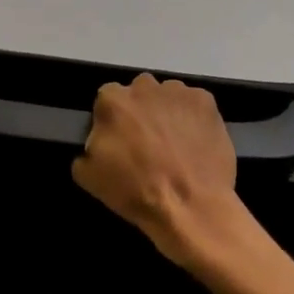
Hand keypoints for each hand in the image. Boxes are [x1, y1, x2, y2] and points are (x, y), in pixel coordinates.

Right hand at [72, 74, 244, 267]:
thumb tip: (96, 142)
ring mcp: (178, 91)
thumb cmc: (135, 190)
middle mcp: (144, 86)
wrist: (189, 206)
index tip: (121, 140)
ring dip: (167, 112)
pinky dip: (194, 117)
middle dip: (141, 111)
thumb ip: (87, 149)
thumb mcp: (89, 177)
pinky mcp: (206, 101)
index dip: (114, 120)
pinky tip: (196, 142)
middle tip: (148, 141)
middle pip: (139, 92)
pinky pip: (194, 104)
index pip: (107, 100)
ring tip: (176, 144)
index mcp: (112, 101)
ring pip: (168, 96)